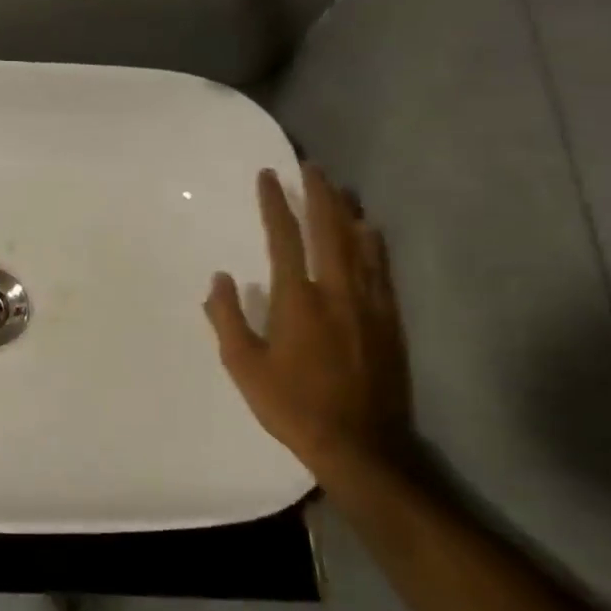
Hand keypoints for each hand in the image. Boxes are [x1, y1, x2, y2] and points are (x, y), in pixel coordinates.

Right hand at [205, 164, 413, 474]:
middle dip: (319, 194)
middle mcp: (337, 292)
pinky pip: (382, 268)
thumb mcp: (243, 366)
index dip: (275, 204)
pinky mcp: (390, 320)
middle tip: (311, 166)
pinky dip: (374, 242)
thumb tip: (220, 279)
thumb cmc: (291, 405)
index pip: (284, 239)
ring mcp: (370, 304)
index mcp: (297, 300)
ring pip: (361, 244)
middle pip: (330, 230)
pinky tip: (371, 231)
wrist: (360, 444)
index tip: (268, 177)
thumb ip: (227, 318)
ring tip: (340, 188)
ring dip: (348, 211)